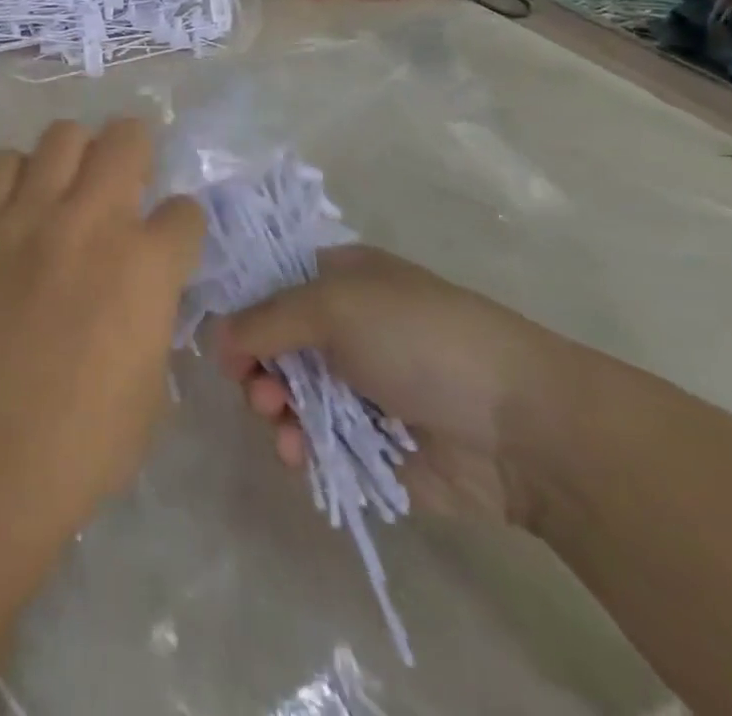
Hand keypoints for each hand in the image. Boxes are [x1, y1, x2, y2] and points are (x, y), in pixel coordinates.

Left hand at [0, 119, 206, 543]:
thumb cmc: (81, 445)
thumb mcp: (150, 387)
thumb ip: (153, 320)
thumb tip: (143, 293)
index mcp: (147, 267)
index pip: (185, 211)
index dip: (181, 225)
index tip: (169, 241)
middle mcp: (93, 222)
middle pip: (126, 138)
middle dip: (136, 152)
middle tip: (125, 180)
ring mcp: (30, 217)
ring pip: (62, 136)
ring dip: (76, 154)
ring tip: (68, 185)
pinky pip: (2, 164)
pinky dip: (18, 174)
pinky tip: (19, 206)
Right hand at [214, 245, 559, 525]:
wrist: (516, 424)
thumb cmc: (418, 337)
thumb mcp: (334, 306)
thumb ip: (266, 319)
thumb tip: (215, 336)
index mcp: (338, 279)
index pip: (270, 283)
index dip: (240, 306)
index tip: (217, 336)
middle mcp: (342, 327)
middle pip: (272, 342)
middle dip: (255, 365)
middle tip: (254, 386)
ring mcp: (355, 385)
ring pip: (288, 394)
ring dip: (273, 407)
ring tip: (279, 420)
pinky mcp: (367, 441)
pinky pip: (314, 440)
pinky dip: (298, 444)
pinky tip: (297, 452)